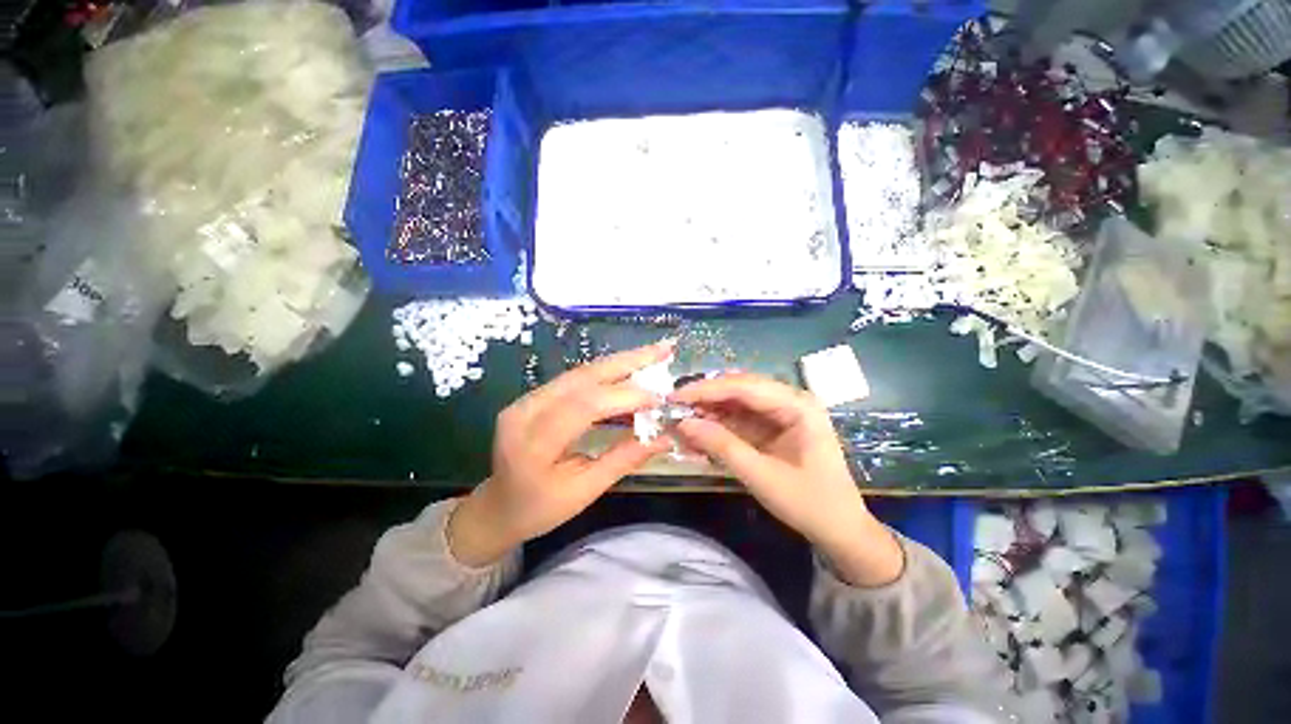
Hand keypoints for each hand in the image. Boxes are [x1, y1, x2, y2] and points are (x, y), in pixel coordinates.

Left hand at [448, 341, 674, 565]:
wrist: (498, 506)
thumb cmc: (540, 508)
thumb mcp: (584, 492)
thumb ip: (624, 459)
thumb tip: (666, 437)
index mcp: (534, 444)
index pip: (585, 406)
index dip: (626, 396)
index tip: (661, 398)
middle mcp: (526, 411)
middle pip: (583, 377)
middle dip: (628, 361)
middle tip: (664, 348)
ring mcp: (527, 399)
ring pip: (581, 371)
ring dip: (621, 361)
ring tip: (654, 353)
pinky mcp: (534, 395)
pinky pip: (576, 378)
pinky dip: (607, 371)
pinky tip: (629, 367)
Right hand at [670, 373, 902, 585]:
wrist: (840, 531)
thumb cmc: (809, 503)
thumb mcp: (761, 476)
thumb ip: (721, 445)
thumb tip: (683, 423)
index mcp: (797, 405)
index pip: (744, 386)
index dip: (706, 389)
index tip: (675, 396)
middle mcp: (790, 401)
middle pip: (739, 390)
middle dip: (706, 399)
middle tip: (674, 409)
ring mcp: (782, 413)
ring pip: (736, 404)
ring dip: (709, 413)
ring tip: (682, 424)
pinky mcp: (773, 427)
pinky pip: (740, 420)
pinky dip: (719, 427)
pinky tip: (699, 435)